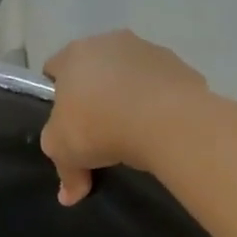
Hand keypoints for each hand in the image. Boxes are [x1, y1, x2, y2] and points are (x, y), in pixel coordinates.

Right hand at [40, 30, 209, 204]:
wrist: (165, 120)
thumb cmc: (99, 127)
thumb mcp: (66, 154)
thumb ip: (65, 172)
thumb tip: (68, 195)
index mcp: (74, 55)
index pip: (55, 69)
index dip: (57, 96)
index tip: (66, 123)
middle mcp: (110, 41)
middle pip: (96, 69)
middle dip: (96, 95)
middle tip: (99, 130)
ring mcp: (149, 50)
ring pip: (131, 75)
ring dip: (129, 96)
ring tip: (133, 133)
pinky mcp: (181, 66)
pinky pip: (162, 87)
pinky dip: (159, 103)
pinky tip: (160, 129)